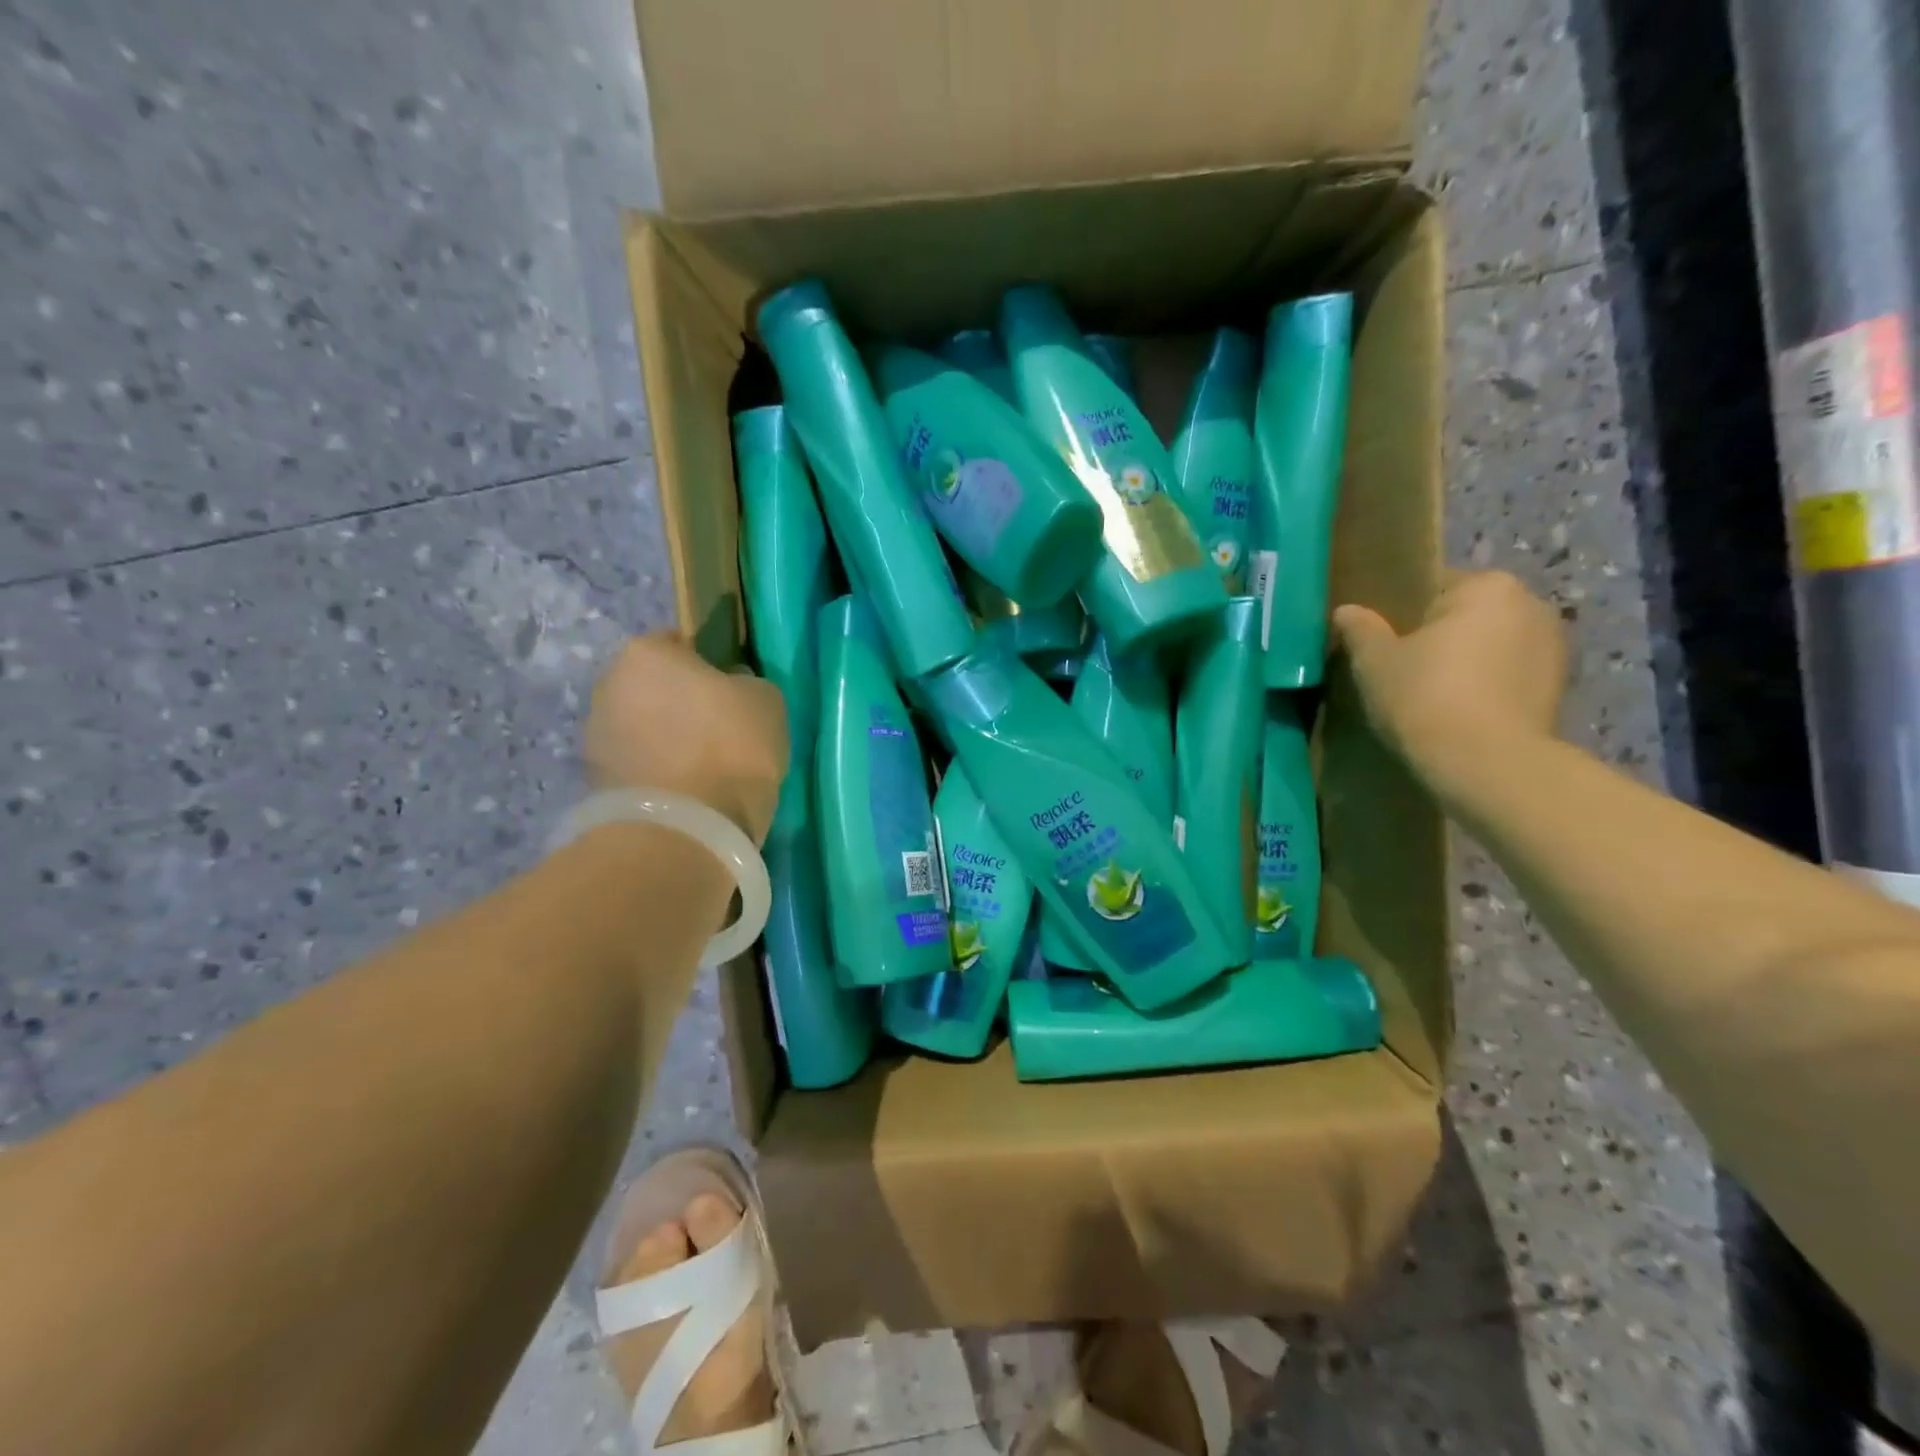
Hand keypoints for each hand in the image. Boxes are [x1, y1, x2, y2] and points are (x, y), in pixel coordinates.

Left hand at [584, 635, 788, 844]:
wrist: (687, 830)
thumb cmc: (731, 747)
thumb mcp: (766, 700)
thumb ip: (745, 683)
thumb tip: (730, 689)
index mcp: (645, 652)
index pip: (680, 644)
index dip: (710, 668)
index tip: (732, 695)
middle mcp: (608, 684)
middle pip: (654, 687)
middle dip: (681, 705)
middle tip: (720, 733)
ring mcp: (594, 735)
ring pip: (642, 727)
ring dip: (666, 741)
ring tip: (704, 771)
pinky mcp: (594, 782)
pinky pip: (637, 765)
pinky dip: (656, 774)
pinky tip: (687, 794)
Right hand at [1331, 571, 1567, 795]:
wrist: (1487, 765)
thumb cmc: (1425, 697)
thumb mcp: (1374, 661)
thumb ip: (1360, 629)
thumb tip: (1346, 611)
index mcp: (1488, 586)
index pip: (1433, 587)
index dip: (1401, 615)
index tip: (1382, 643)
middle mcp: (1531, 605)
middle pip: (1467, 616)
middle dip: (1438, 638)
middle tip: (1400, 671)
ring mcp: (1554, 648)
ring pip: (1490, 647)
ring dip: (1465, 664)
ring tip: (1429, 697)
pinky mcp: (1560, 689)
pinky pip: (1508, 677)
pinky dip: (1485, 689)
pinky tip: (1457, 714)